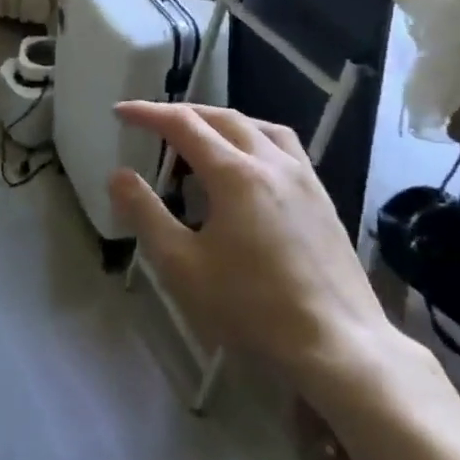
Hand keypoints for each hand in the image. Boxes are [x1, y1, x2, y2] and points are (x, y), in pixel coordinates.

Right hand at [108, 102, 411, 403]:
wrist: (339, 347)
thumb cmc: (252, 308)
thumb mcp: (182, 266)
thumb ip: (146, 214)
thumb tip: (119, 175)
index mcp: (236, 174)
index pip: (183, 125)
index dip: (148, 114)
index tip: (120, 112)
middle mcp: (272, 163)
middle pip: (223, 118)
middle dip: (184, 114)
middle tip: (153, 123)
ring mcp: (305, 179)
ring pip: (259, 127)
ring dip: (223, 122)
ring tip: (202, 137)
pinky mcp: (323, 200)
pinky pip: (284, 148)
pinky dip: (254, 139)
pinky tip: (248, 168)